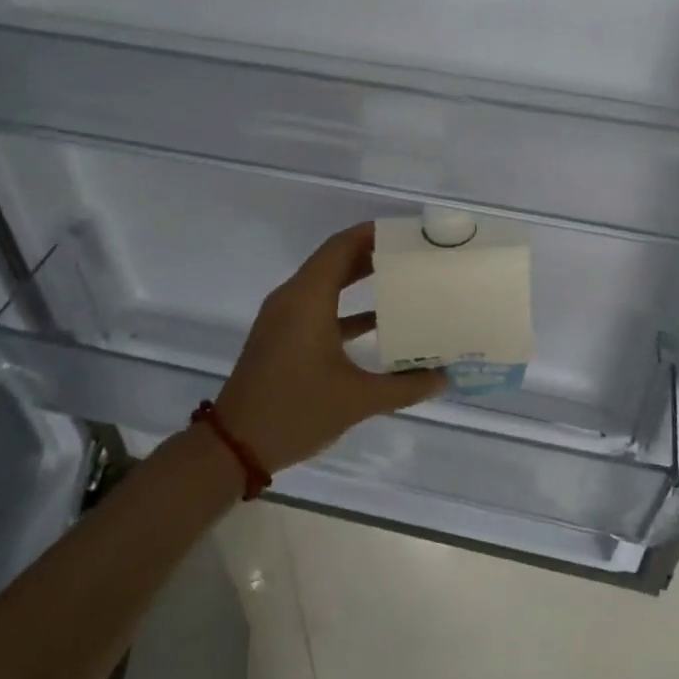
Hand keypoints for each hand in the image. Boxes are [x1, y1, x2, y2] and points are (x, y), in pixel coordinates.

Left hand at [214, 223, 445, 473]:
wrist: (234, 446)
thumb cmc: (296, 411)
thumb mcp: (357, 400)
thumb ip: (405, 385)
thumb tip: (444, 377)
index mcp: (307, 299)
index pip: (341, 246)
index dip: (373, 233)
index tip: (407, 232)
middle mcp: (292, 298)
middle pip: (334, 260)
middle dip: (371, 252)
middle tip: (411, 253)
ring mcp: (284, 318)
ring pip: (325, 283)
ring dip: (358, 277)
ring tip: (401, 277)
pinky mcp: (282, 337)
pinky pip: (317, 306)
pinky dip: (345, 306)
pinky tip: (378, 322)